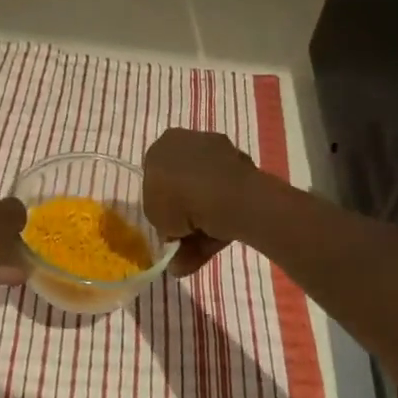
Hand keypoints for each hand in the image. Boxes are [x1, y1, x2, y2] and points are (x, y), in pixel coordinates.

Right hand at [142, 129, 263, 277]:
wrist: (223, 195)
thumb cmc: (177, 198)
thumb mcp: (153, 216)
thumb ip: (161, 221)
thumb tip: (173, 234)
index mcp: (163, 145)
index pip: (156, 174)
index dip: (160, 202)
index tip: (166, 224)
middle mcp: (190, 142)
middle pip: (184, 184)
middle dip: (184, 215)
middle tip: (182, 241)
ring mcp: (220, 153)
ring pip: (207, 194)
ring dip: (202, 224)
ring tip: (197, 255)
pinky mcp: (244, 169)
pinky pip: (227, 198)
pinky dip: (222, 219)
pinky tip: (218, 242)